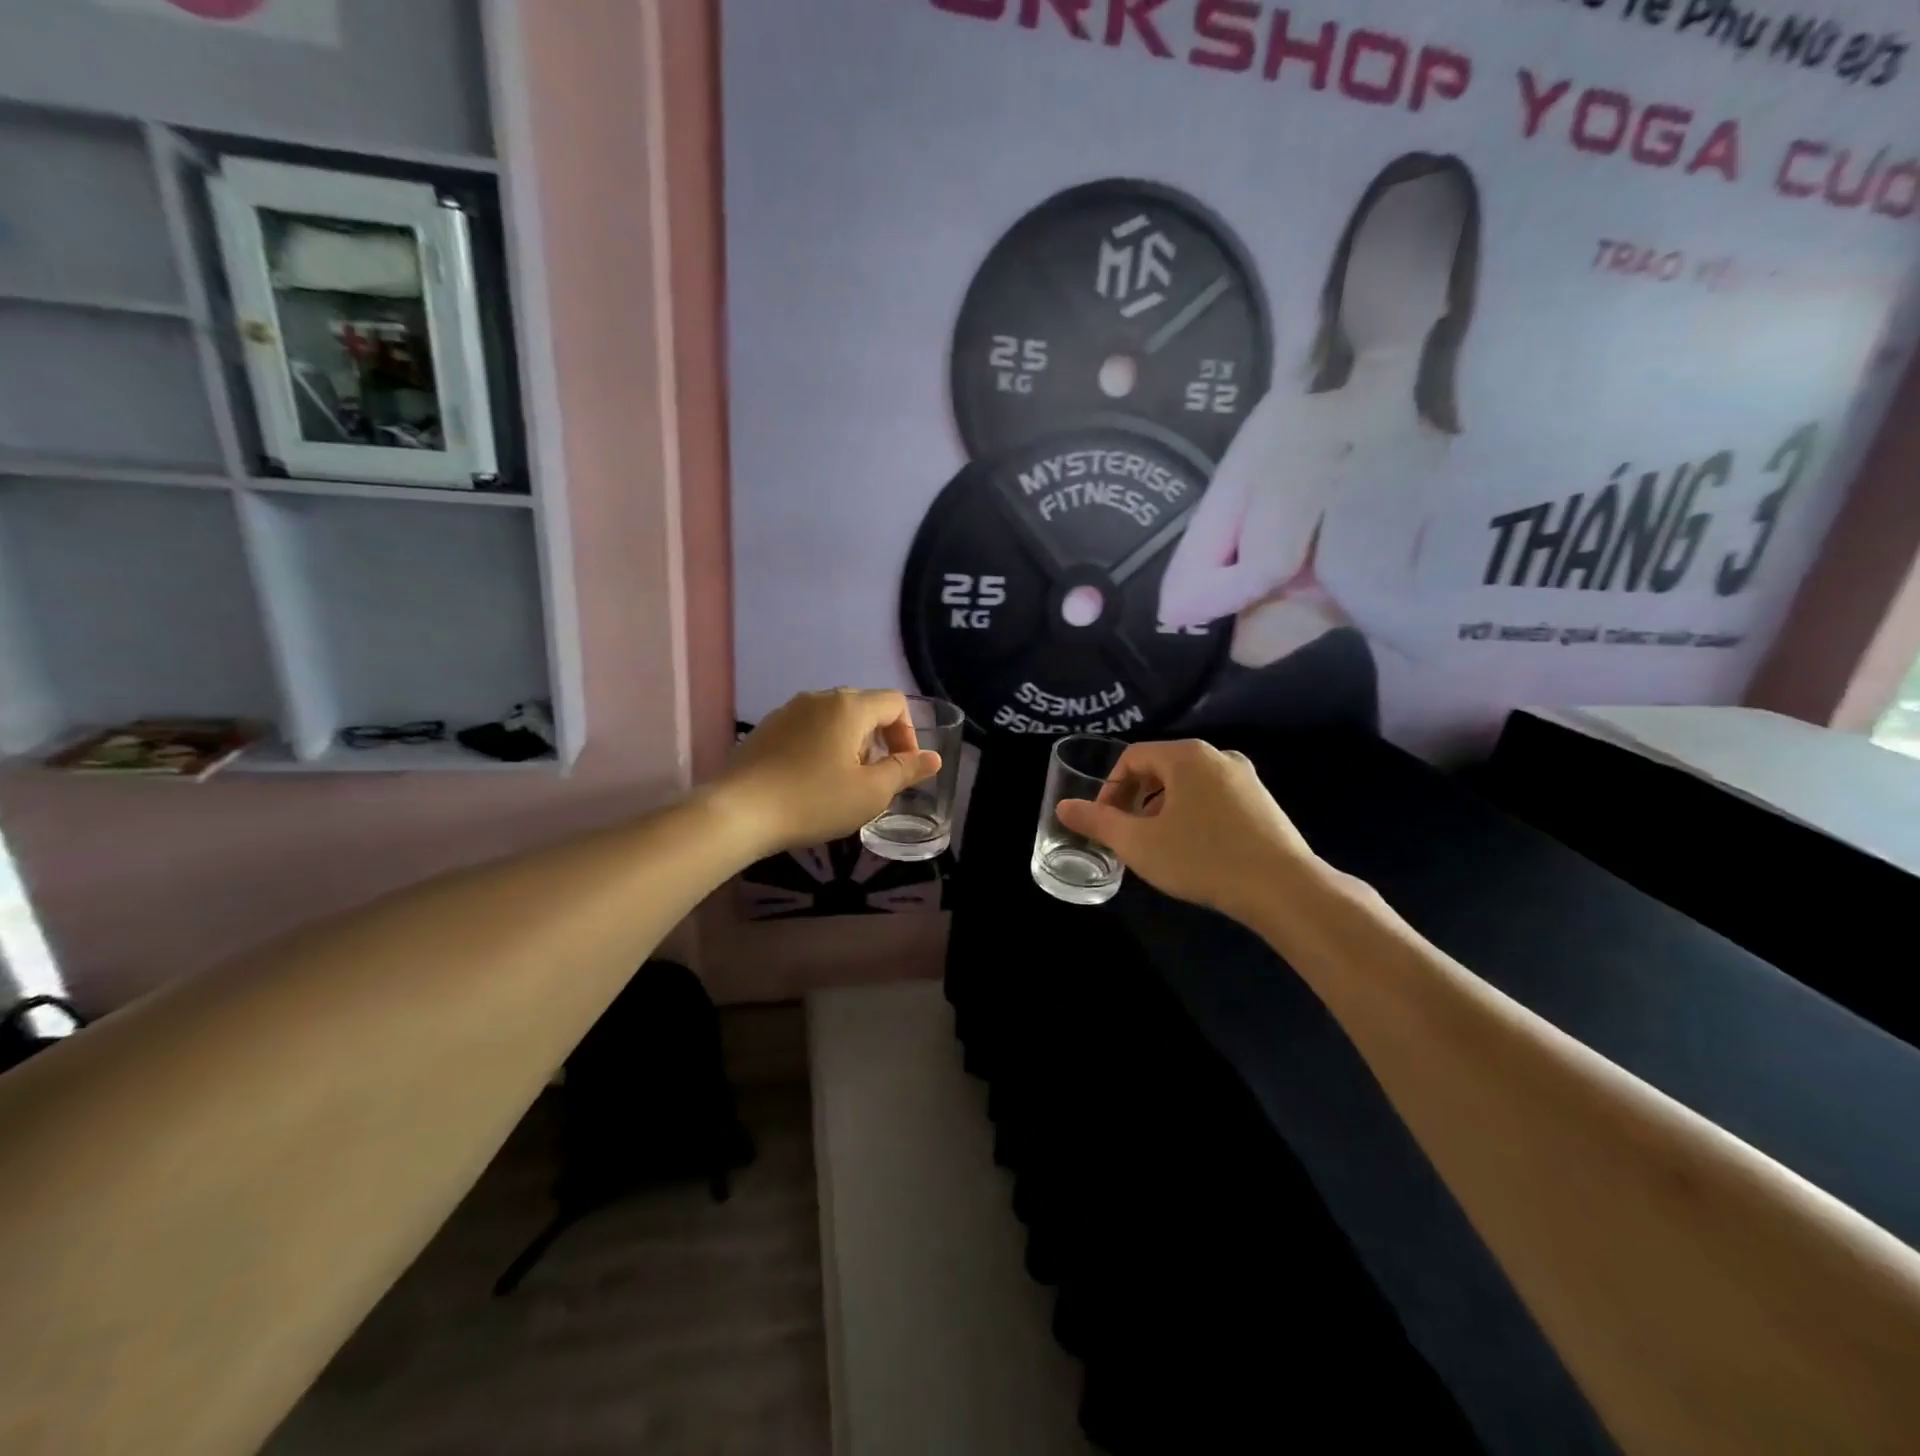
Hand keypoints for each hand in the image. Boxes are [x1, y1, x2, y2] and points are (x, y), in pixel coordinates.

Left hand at [716, 689, 941, 853]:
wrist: (738, 812)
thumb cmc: (814, 801)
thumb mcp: (870, 793)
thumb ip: (906, 771)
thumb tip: (933, 757)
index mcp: (849, 706)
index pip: (895, 702)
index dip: (908, 733)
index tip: (901, 768)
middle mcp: (819, 698)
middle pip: (864, 707)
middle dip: (879, 740)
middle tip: (874, 779)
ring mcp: (788, 711)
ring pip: (834, 719)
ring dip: (850, 745)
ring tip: (842, 783)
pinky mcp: (767, 729)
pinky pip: (808, 729)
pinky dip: (821, 747)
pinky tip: (810, 781)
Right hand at [1055, 739, 1319, 923]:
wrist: (1284, 889)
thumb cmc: (1203, 858)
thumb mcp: (1139, 843)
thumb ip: (1097, 822)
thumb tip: (1064, 807)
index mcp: (1186, 756)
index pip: (1133, 758)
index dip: (1110, 789)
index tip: (1104, 823)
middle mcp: (1218, 756)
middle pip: (1161, 769)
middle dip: (1136, 800)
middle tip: (1127, 835)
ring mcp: (1245, 778)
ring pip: (1188, 785)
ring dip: (1163, 809)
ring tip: (1157, 845)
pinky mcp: (1263, 802)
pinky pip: (1213, 798)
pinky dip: (1192, 815)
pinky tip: (1194, 850)